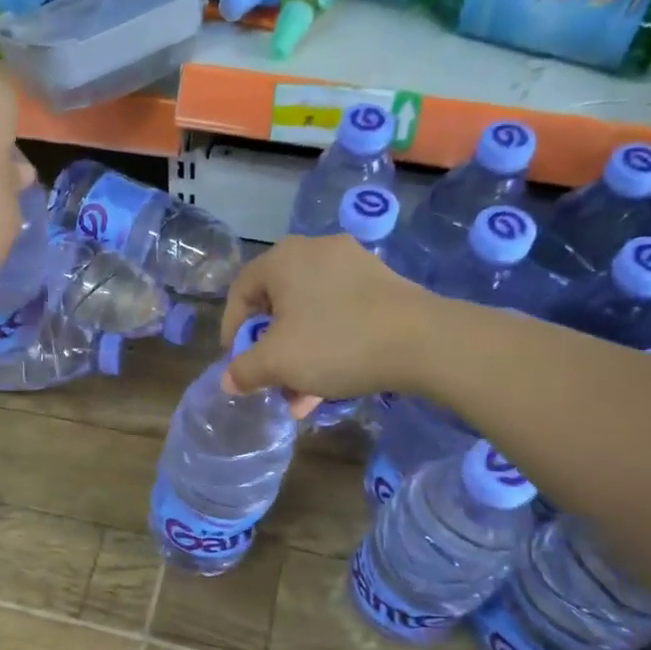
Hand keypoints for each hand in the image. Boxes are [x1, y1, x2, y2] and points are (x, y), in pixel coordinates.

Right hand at [220, 236, 440, 402]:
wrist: (422, 341)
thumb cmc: (335, 343)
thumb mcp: (278, 362)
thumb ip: (245, 370)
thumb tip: (228, 380)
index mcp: (283, 259)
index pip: (240, 292)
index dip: (232, 331)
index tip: (237, 364)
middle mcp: (315, 251)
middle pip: (277, 306)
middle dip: (271, 352)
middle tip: (271, 383)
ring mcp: (352, 265)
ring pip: (310, 315)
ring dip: (299, 357)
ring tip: (302, 397)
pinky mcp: (381, 283)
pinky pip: (339, 313)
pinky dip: (328, 345)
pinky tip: (332, 381)